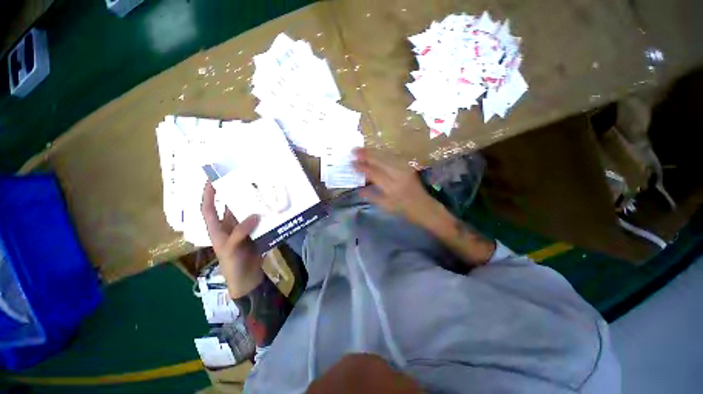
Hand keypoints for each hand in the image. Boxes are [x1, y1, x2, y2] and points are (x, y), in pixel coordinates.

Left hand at [201, 182, 263, 298]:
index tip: (212, 179)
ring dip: (254, 203)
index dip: (208, 194)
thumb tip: (255, 214)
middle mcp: (230, 225)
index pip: (208, 208)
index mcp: (217, 229)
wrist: (248, 277)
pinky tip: (273, 207)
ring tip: (262, 191)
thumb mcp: (231, 249)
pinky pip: (260, 220)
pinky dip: (265, 214)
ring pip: (247, 212)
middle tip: (247, 180)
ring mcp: (244, 228)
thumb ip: (240, 232)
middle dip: (236, 194)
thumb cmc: (232, 264)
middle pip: (231, 206)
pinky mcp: (256, 232)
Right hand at [352, 148, 440, 226]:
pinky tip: (374, 151)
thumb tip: (358, 189)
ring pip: (386, 156)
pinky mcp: (407, 165)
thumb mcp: (385, 205)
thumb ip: (371, 196)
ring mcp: (404, 168)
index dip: (362, 167)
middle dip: (366, 155)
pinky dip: (381, 153)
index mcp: (391, 187)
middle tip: (354, 150)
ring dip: (373, 152)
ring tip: (361, 149)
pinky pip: (392, 157)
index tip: (352, 164)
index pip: (374, 173)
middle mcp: (398, 175)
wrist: (423, 205)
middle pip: (380, 161)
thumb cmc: (402, 208)